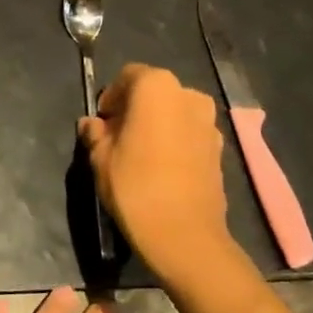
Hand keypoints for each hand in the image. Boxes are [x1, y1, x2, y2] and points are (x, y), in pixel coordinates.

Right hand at [78, 63, 235, 285]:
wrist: (185, 235)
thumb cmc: (135, 186)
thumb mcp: (101, 158)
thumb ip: (95, 134)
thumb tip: (92, 125)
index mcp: (156, 87)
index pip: (127, 76)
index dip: (111, 97)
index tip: (102, 122)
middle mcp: (188, 95)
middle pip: (154, 92)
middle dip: (134, 109)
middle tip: (117, 137)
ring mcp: (209, 122)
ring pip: (174, 113)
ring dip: (156, 124)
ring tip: (139, 154)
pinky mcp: (220, 148)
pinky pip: (189, 133)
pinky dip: (174, 141)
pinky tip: (161, 167)